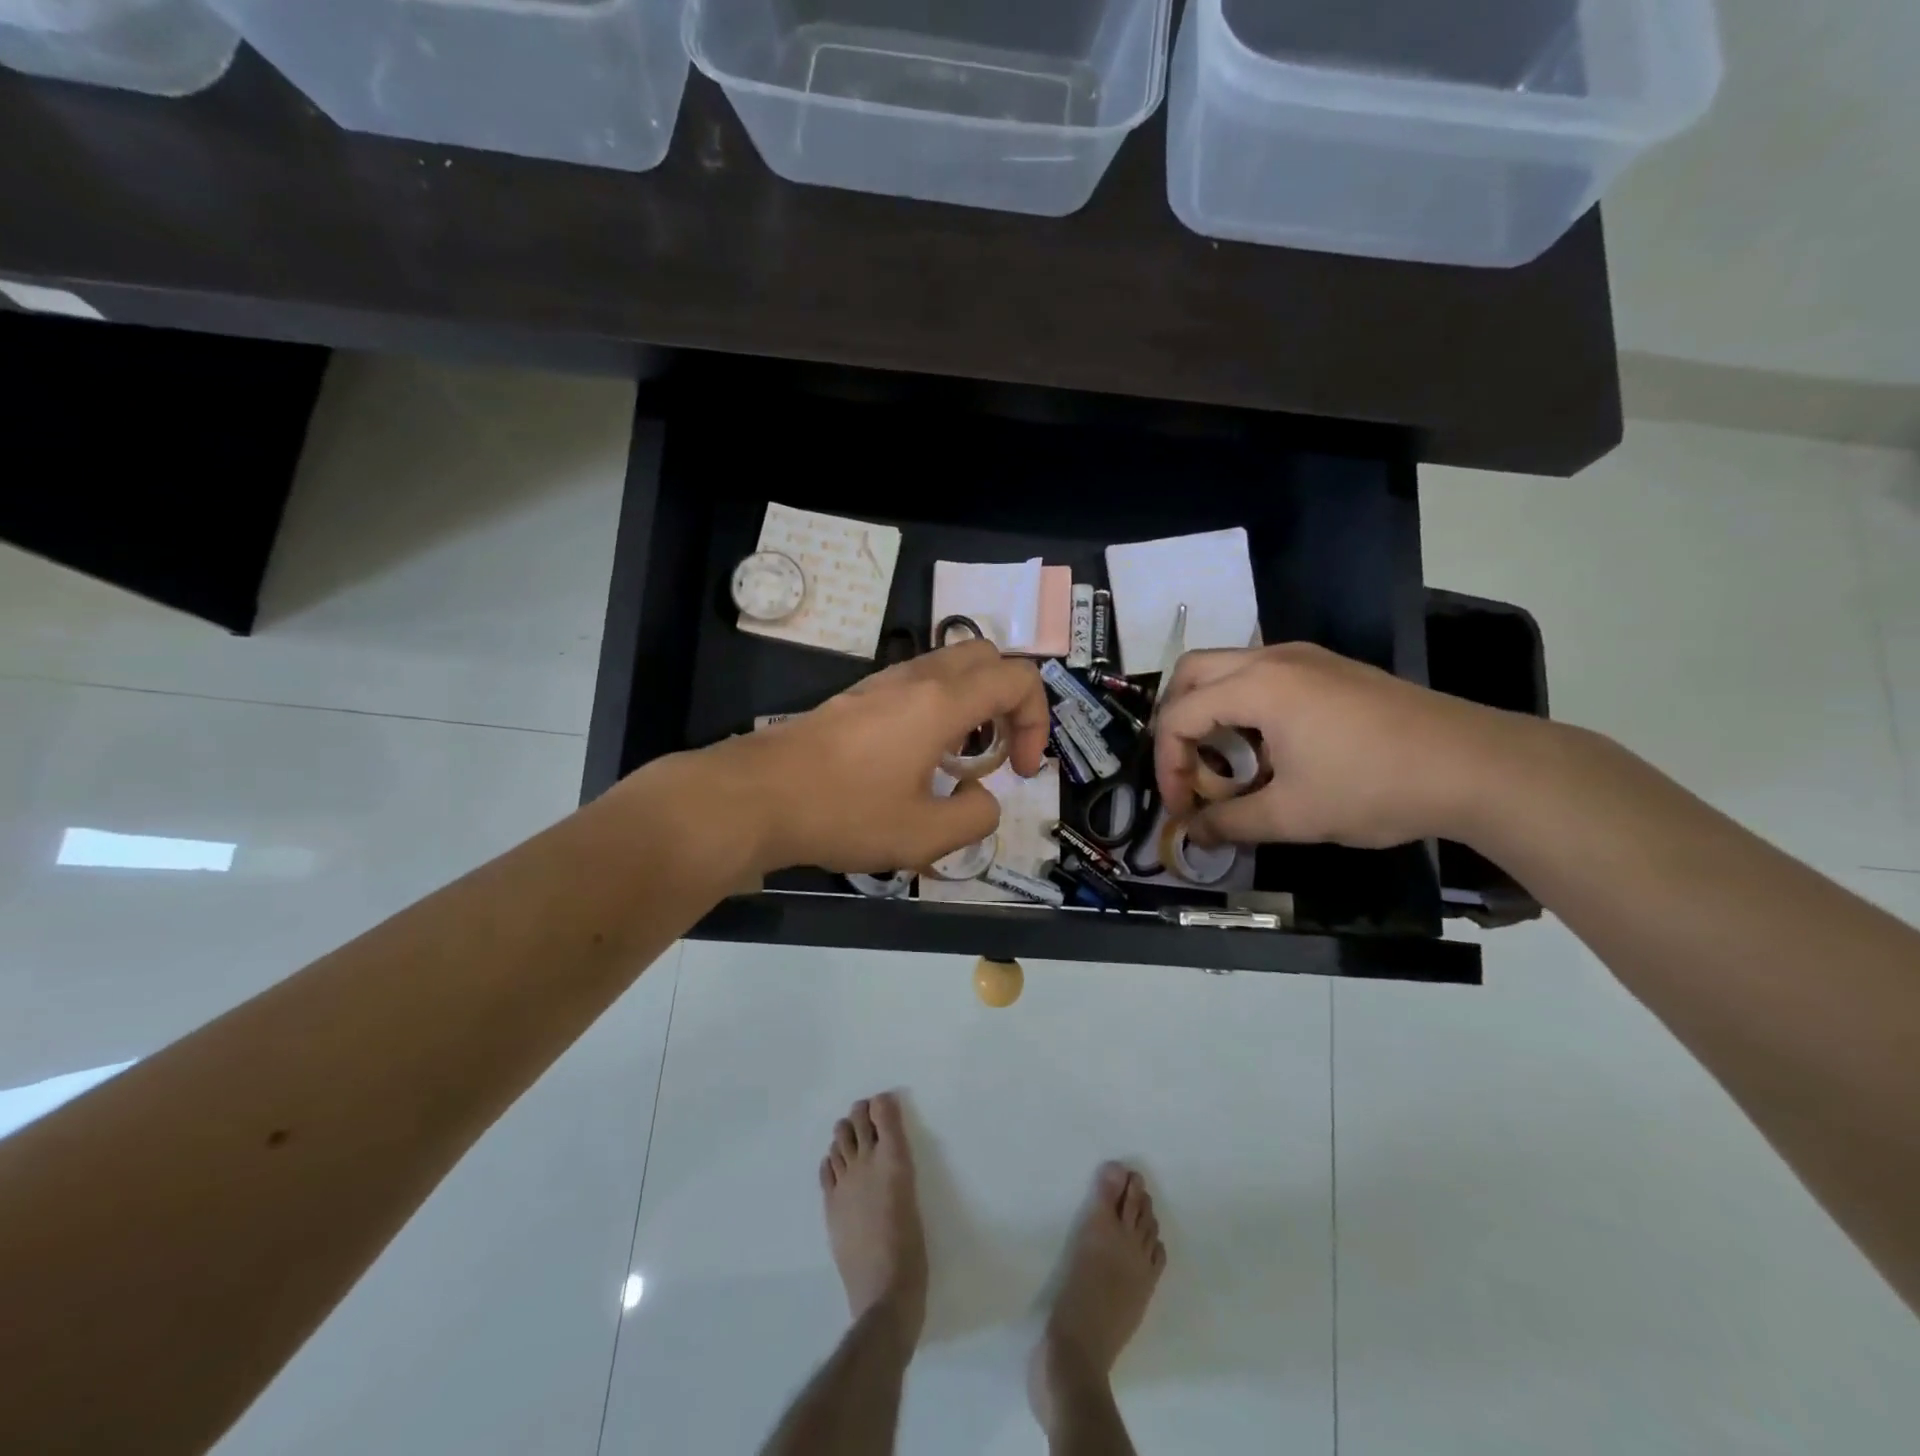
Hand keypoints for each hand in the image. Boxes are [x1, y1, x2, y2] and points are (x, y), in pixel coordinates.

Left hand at [710, 639, 1051, 873]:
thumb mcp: (923, 835)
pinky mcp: (857, 697)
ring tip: (961, 760)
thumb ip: (975, 817)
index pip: (1018, 678)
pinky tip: (919, 760)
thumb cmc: (843, 812)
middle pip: (986, 656)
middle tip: (1000, 753)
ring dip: (974, 704)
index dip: (1038, 721)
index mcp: (942, 701)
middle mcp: (916, 678)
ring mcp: (881, 683)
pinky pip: (918, 684)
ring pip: (949, 666)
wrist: (755, 796)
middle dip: (1010, 701)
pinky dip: (940, 708)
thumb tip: (981, 798)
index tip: (1020, 771)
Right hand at [1153, 643, 1519, 848]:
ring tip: (1225, 764)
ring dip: (1211, 713)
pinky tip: (1267, 750)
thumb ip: (1230, 822)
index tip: (1182, 809)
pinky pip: (1263, 676)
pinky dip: (1244, 707)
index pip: (1179, 716)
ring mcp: (1306, 658)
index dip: (1167, 765)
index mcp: (1257, 686)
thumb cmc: (1374, 787)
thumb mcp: (1293, 816)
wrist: (1478, 767)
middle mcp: (1273, 658)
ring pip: (1228, 670)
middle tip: (1187, 769)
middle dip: (1177, 723)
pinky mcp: (1331, 669)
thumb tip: (1193, 835)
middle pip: (1192, 673)